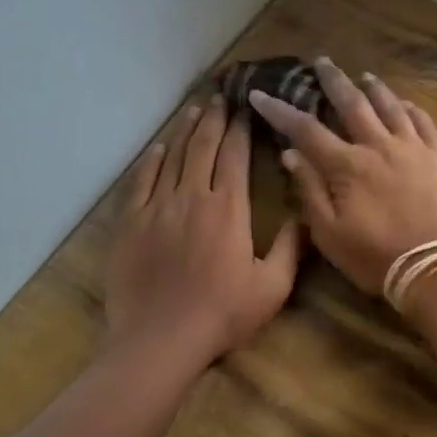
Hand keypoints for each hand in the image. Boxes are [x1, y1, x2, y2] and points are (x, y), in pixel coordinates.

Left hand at [105, 97, 302, 369]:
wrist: (159, 339)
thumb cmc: (221, 314)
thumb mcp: (272, 287)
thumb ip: (291, 248)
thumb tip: (306, 216)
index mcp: (229, 208)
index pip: (235, 156)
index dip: (240, 129)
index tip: (244, 109)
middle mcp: (192, 196)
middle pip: (203, 146)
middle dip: (213, 118)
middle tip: (219, 97)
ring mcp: (157, 207)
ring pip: (172, 157)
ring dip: (185, 131)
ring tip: (193, 110)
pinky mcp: (130, 222)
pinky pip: (141, 181)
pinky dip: (151, 160)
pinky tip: (159, 147)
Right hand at [248, 58, 436, 295]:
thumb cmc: (376, 257)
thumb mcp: (329, 233)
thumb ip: (309, 190)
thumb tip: (290, 154)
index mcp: (347, 165)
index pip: (306, 129)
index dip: (280, 111)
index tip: (260, 94)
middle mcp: (379, 145)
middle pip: (352, 103)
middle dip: (333, 80)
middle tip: (322, 61)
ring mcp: (413, 147)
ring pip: (390, 106)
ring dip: (374, 88)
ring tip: (364, 76)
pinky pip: (424, 122)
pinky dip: (410, 108)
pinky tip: (405, 103)